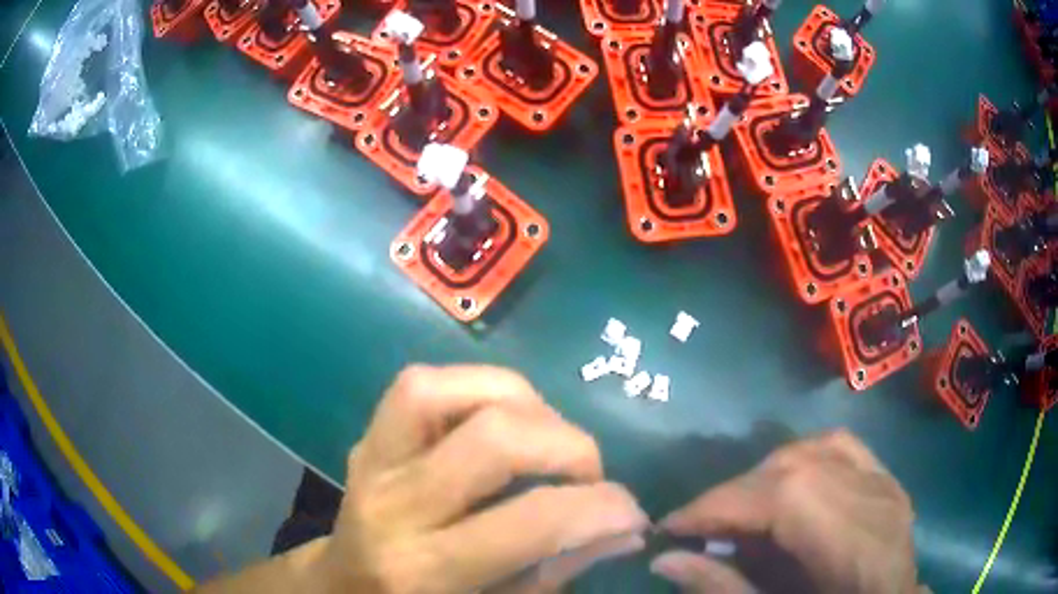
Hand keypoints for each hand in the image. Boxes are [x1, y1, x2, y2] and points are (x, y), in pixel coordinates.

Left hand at [319, 365, 647, 592]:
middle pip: (491, 439)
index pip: (530, 521)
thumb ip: (559, 569)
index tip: (633, 512)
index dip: (602, 508)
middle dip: (568, 447)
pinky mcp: (367, 436)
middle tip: (587, 476)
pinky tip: (500, 419)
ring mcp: (371, 460)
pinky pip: (421, 383)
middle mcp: (392, 507)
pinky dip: (476, 388)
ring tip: (544, 439)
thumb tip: (626, 527)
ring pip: (442, 390)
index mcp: (424, 570)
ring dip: (519, 403)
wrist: (344, 587)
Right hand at [651, 430, 917, 593]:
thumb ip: (725, 589)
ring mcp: (886, 485)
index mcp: (854, 543)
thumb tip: (665, 560)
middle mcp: (874, 501)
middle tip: (701, 529)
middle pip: (796, 469)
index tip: (671, 526)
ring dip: (765, 477)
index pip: (783, 497)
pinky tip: (792, 480)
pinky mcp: (889, 481)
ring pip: (817, 450)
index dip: (719, 505)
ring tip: (741, 511)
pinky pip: (844, 447)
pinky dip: (806, 457)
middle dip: (734, 495)